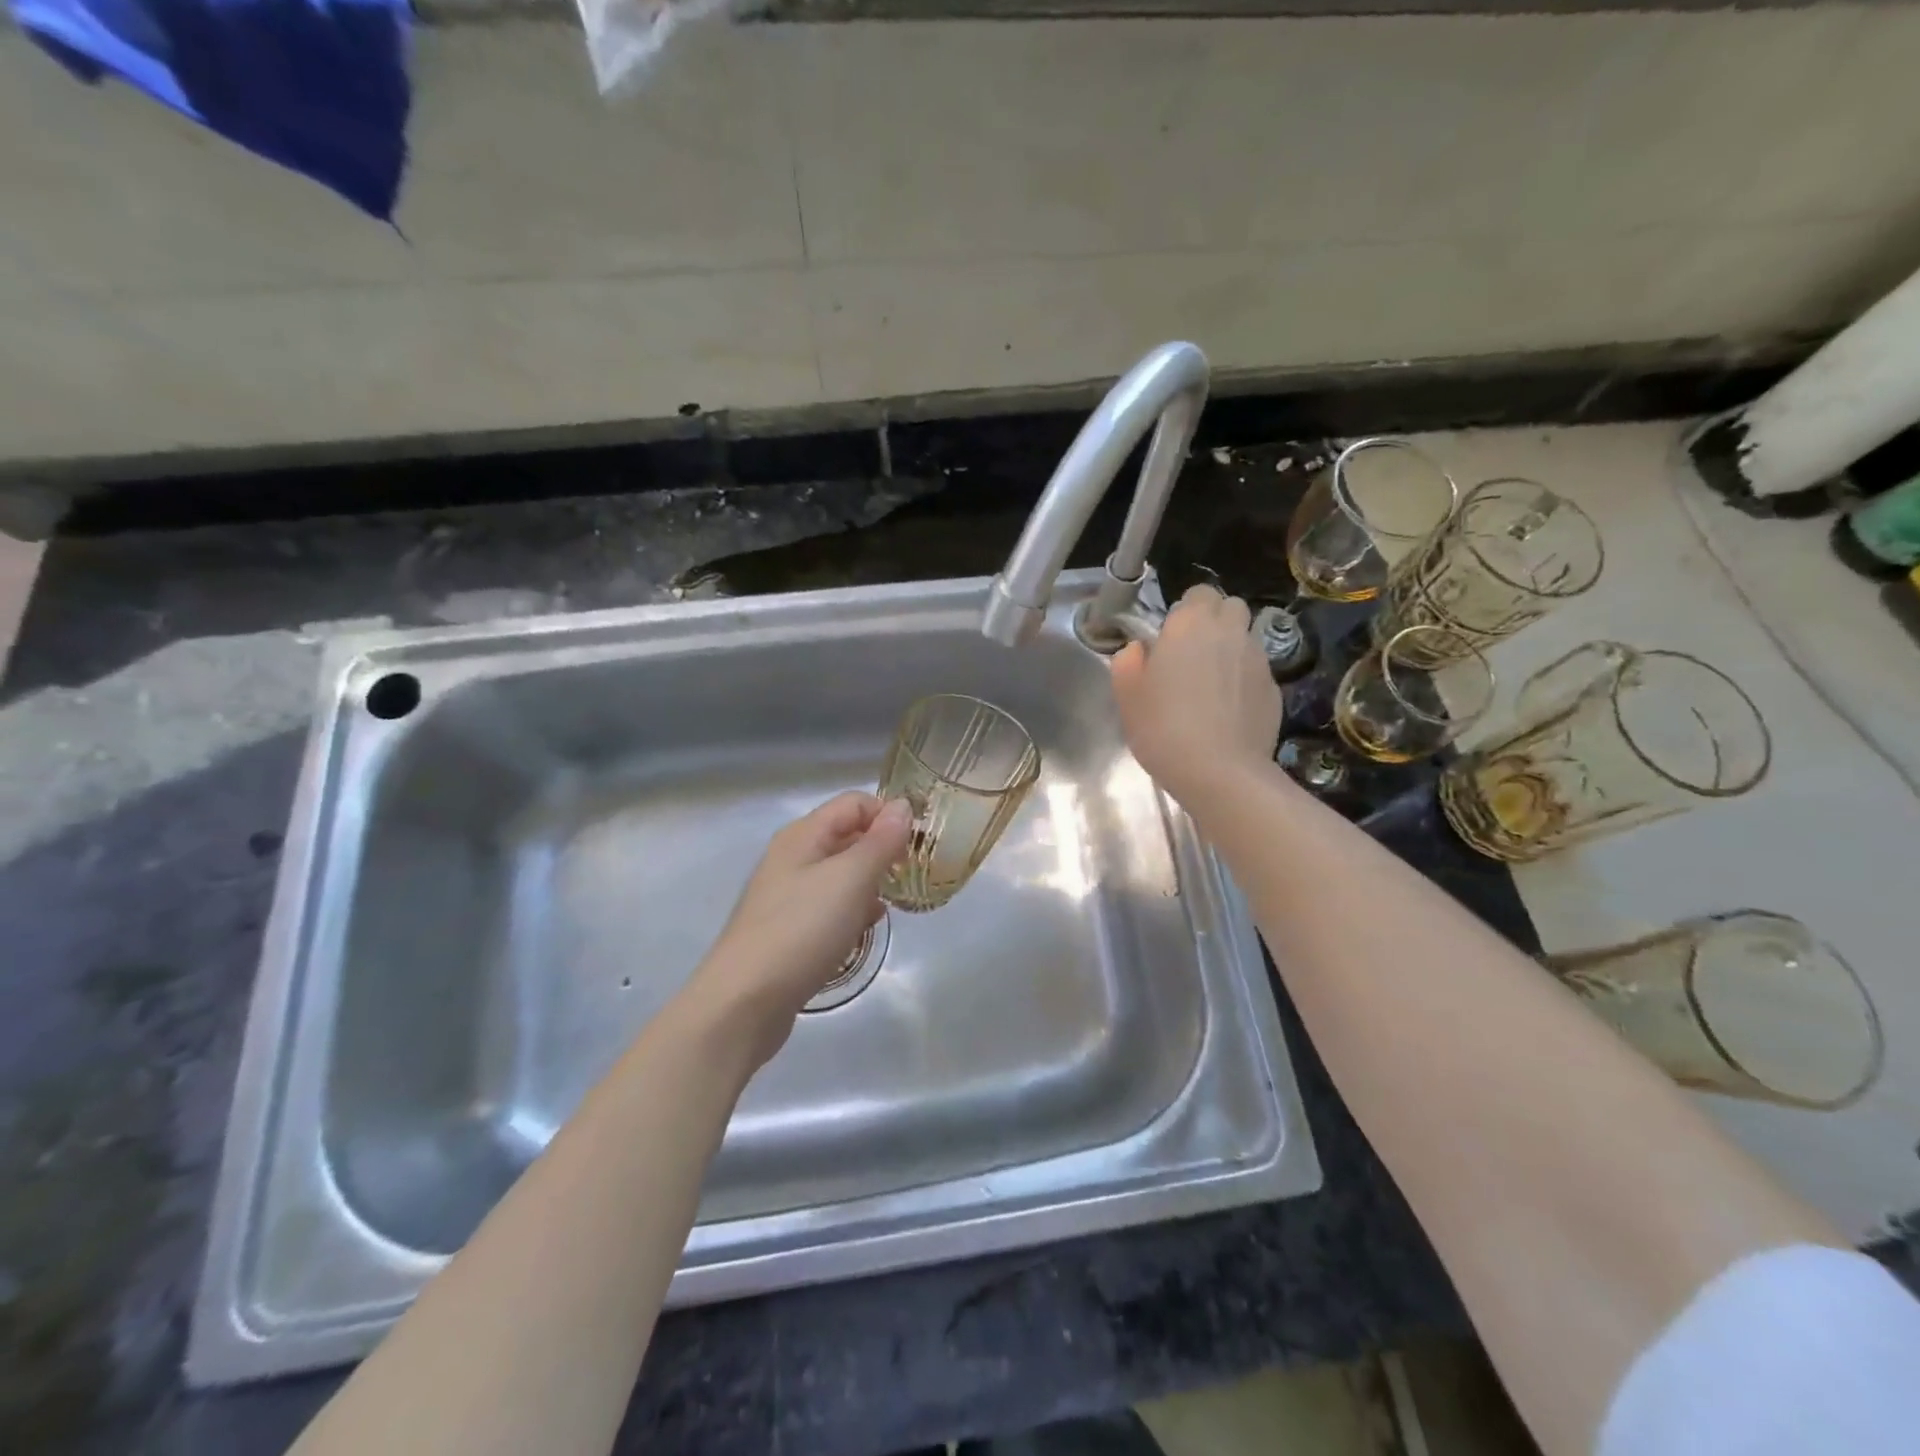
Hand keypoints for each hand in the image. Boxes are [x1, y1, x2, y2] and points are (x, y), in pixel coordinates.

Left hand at [689, 792, 911, 1065]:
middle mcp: (792, 856)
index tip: (918, 846)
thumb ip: (880, 841)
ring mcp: (787, 894)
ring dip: (869, 884)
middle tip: (911, 877)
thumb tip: (903, 806)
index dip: (888, 816)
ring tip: (889, 906)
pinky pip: (829, 906)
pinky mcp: (787, 928)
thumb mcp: (851, 879)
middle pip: (847, 836)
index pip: (855, 803)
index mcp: (803, 834)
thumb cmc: (802, 930)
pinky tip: (862, 930)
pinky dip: (851, 911)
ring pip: (840, 874)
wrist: (744, 1001)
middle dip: (882, 851)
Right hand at [1110, 584, 1280, 809]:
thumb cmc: (1163, 728)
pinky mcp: (1275, 689)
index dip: (1187, 610)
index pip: (1198, 593)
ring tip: (1213, 682)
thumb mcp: (1127, 697)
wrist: (1220, 771)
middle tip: (1193, 653)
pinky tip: (1229, 709)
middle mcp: (1229, 632)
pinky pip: (1258, 671)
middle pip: (1231, 606)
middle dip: (1215, 620)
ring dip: (1231, 648)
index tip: (1172, 636)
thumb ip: (1127, 663)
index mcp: (1190, 624)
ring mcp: (1258, 659)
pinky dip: (1245, 679)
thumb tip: (1138, 650)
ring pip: (1247, 637)